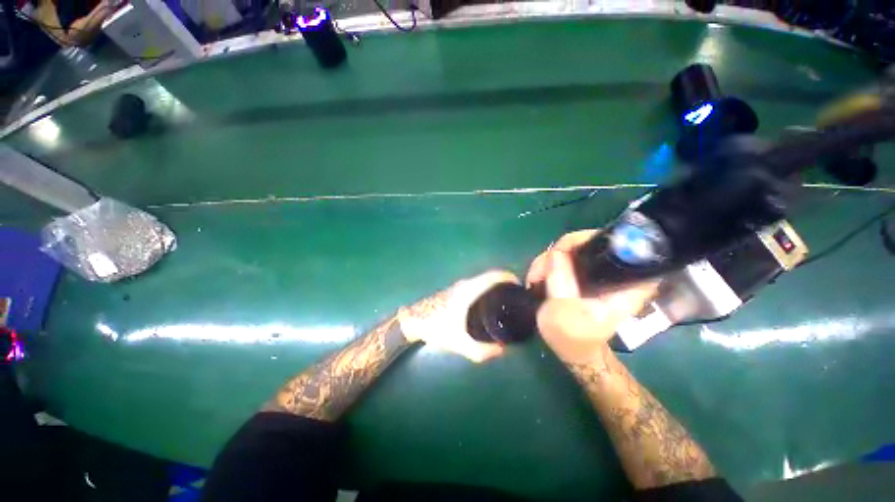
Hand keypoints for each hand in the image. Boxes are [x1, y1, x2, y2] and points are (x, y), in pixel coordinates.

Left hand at [398, 270, 519, 362]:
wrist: (413, 320)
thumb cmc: (436, 328)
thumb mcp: (459, 343)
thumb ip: (481, 351)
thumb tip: (503, 350)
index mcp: (468, 290)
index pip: (493, 276)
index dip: (508, 277)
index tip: (521, 286)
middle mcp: (466, 284)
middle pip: (490, 277)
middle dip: (505, 284)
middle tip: (517, 298)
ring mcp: (459, 285)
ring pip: (483, 281)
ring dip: (496, 286)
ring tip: (507, 301)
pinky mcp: (456, 290)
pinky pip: (476, 285)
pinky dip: (487, 289)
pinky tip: (490, 304)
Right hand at [526, 230, 656, 363]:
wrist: (570, 347)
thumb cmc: (572, 336)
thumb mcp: (564, 313)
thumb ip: (561, 282)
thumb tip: (556, 253)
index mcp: (624, 285)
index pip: (622, 247)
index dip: (591, 241)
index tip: (562, 251)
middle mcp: (615, 273)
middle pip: (592, 242)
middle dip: (561, 250)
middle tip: (540, 269)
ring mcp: (599, 272)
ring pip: (576, 248)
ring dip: (551, 257)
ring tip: (535, 277)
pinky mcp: (586, 273)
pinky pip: (568, 256)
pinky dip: (551, 262)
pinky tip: (539, 275)